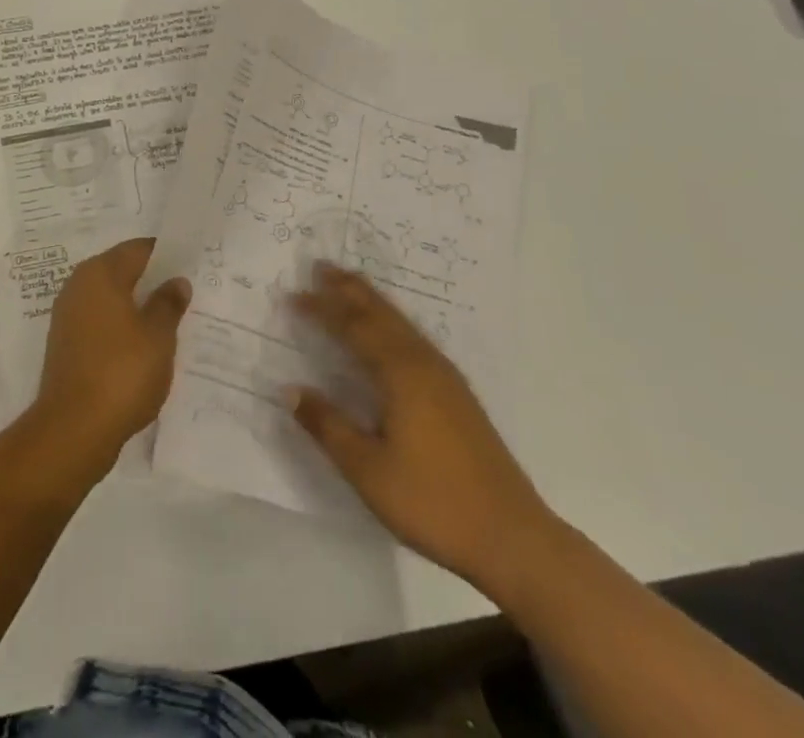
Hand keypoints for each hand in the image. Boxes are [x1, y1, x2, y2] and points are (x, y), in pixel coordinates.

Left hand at [28, 238, 190, 478]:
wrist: (73, 429)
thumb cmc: (122, 372)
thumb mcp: (159, 336)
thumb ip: (169, 303)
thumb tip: (176, 280)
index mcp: (100, 273)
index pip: (138, 249)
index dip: (166, 255)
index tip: (191, 265)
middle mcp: (79, 285)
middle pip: (122, 271)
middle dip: (152, 280)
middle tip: (185, 292)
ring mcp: (68, 315)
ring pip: (110, 298)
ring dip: (136, 306)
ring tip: (169, 321)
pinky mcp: (66, 344)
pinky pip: (100, 322)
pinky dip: (121, 327)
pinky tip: (143, 346)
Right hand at [290, 262, 556, 589]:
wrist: (513, 538)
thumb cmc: (433, 501)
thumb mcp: (367, 469)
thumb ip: (327, 425)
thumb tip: (290, 389)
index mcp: (400, 374)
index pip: (352, 327)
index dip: (322, 309)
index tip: (293, 295)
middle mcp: (423, 364)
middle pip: (381, 314)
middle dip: (349, 289)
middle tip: (321, 266)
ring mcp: (446, 378)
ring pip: (401, 324)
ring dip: (372, 301)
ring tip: (350, 285)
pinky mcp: (458, 396)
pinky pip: (414, 339)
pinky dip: (392, 322)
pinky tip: (391, 334)